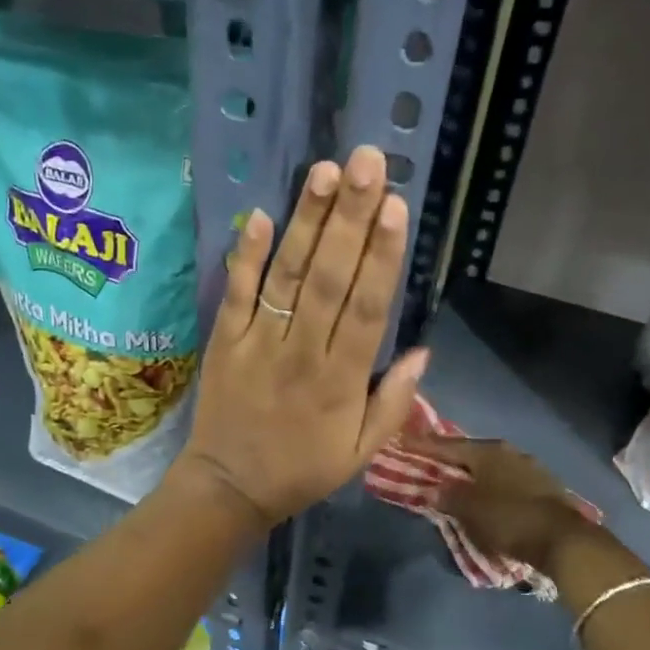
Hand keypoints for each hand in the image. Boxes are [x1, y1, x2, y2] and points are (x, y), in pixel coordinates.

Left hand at [174, 147, 427, 526]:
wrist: (230, 487)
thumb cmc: (302, 470)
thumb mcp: (361, 453)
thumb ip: (394, 403)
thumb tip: (423, 351)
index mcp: (342, 381)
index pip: (367, 309)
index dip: (382, 256)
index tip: (396, 207)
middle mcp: (303, 353)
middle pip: (330, 278)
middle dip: (350, 218)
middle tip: (367, 163)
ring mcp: (260, 343)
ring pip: (288, 276)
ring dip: (306, 223)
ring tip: (325, 172)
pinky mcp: (225, 341)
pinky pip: (236, 294)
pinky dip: (246, 256)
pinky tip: (260, 215)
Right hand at [397, 434, 597, 572]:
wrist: (564, 540)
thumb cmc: (509, 519)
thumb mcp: (469, 510)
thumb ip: (448, 496)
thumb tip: (434, 489)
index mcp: (487, 451)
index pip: (447, 445)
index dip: (424, 445)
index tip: (404, 442)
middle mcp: (508, 452)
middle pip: (470, 453)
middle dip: (448, 458)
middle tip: (427, 461)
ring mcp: (529, 467)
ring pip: (489, 466)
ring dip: (470, 473)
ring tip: (452, 480)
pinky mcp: (541, 486)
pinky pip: (504, 480)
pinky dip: (488, 484)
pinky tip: (482, 493)